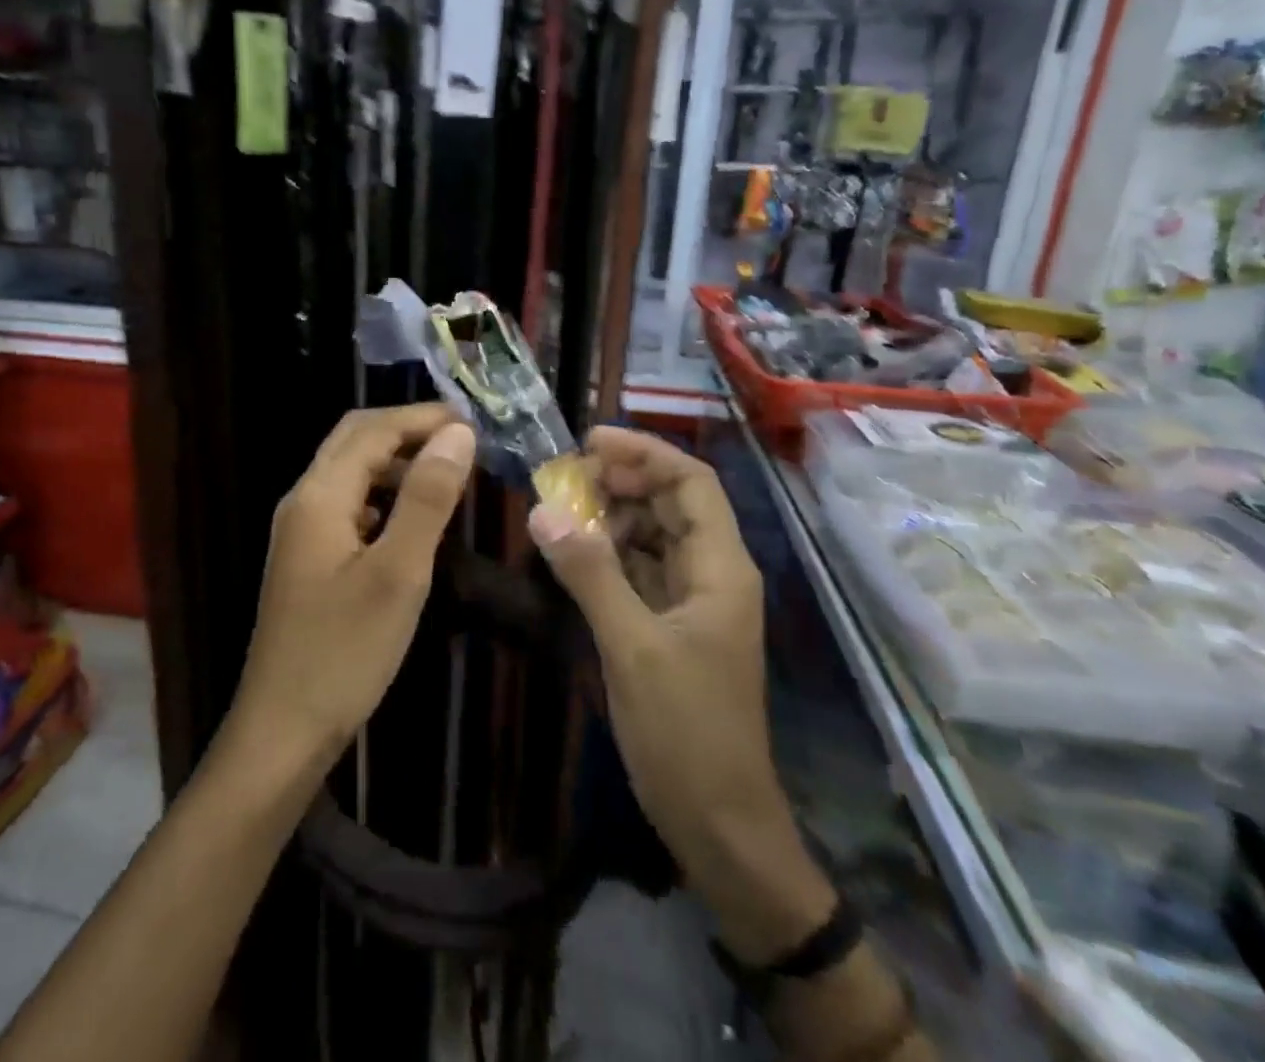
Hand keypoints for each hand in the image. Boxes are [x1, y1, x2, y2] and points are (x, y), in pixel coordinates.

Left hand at [228, 404, 474, 774]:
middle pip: (353, 440)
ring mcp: (301, 530)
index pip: (372, 429)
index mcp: (319, 495)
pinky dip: (383, 494)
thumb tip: (457, 433)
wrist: (283, 729)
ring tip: (447, 474)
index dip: (422, 417)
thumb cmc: (344, 652)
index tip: (474, 421)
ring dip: (396, 461)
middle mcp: (303, 501)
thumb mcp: (398, 572)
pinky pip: (348, 505)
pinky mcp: (307, 558)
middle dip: (407, 430)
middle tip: (462, 440)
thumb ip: (427, 498)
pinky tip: (411, 519)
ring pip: (350, 472)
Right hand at [530, 427, 833, 961]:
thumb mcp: (631, 646)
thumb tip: (542, 510)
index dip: (644, 453)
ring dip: (610, 517)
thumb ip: (589, 573)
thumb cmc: (686, 732)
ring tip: (560, 512)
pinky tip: (572, 554)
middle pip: (671, 503)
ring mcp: (693, 601)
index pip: (691, 482)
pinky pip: (640, 569)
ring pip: (653, 535)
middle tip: (562, 479)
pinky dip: (608, 553)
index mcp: (721, 568)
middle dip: (620, 482)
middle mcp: (712, 573)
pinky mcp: (671, 626)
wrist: (718, 823)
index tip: (589, 441)